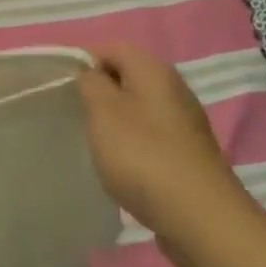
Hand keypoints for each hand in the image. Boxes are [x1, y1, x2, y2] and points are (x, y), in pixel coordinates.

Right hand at [77, 42, 254, 239]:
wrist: (201, 219)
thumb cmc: (143, 156)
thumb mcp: (103, 112)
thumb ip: (91, 84)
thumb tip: (91, 73)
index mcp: (154, 70)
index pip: (113, 48)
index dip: (85, 62)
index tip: (64, 89)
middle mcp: (174, 89)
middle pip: (128, 77)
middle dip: (100, 93)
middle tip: (77, 116)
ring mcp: (185, 123)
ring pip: (140, 108)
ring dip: (116, 121)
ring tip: (96, 144)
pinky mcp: (188, 154)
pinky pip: (152, 136)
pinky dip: (134, 145)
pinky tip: (123, 168)